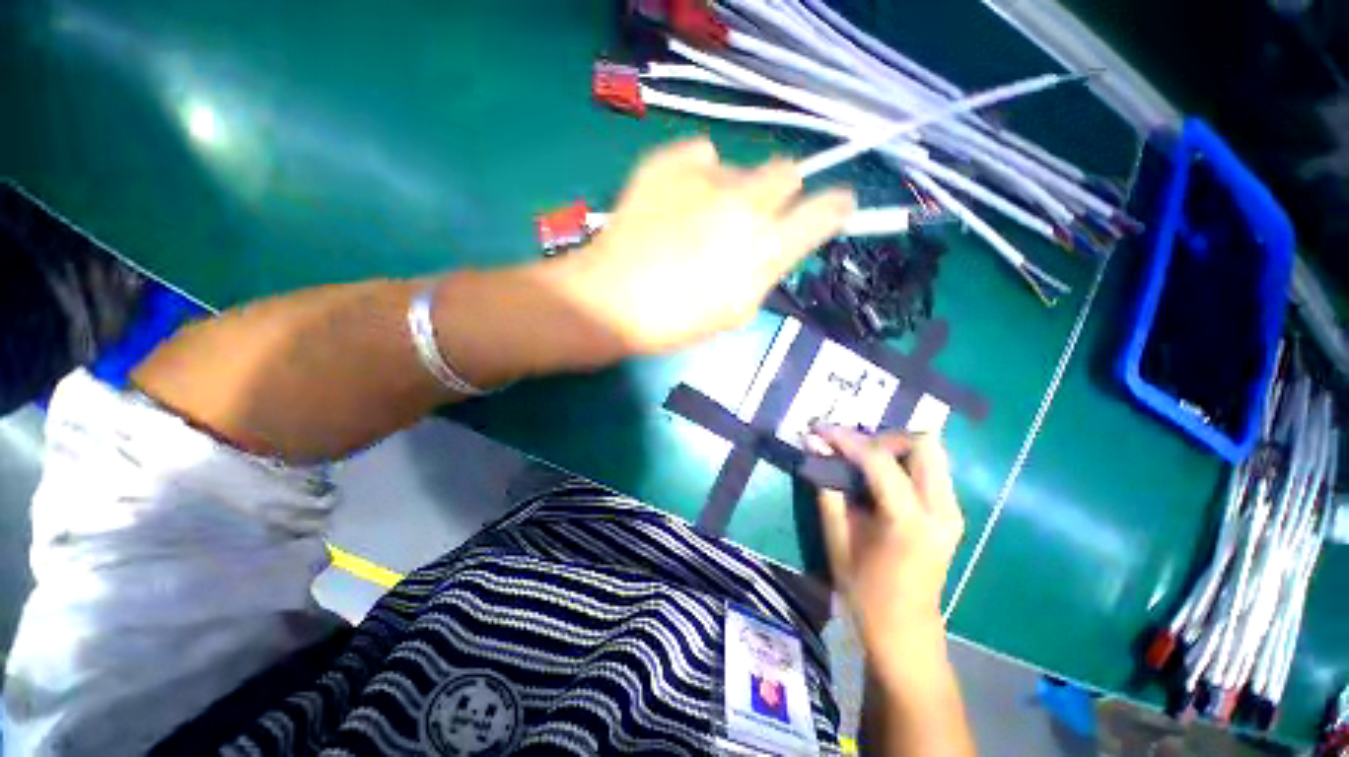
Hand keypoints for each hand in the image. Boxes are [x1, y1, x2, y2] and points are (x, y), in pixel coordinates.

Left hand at [548, 138, 853, 355]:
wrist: (612, 300)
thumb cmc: (676, 321)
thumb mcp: (736, 312)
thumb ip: (765, 272)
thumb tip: (773, 245)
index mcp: (766, 248)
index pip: (827, 209)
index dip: (835, 207)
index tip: (833, 209)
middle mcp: (747, 203)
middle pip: (788, 172)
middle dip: (779, 194)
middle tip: (750, 219)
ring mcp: (706, 176)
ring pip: (741, 168)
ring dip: (733, 190)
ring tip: (696, 218)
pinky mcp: (669, 161)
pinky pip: (702, 154)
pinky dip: (697, 174)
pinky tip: (677, 199)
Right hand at [812, 427, 964, 670]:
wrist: (904, 631)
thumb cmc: (864, 591)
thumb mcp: (837, 538)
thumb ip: (827, 487)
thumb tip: (813, 446)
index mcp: (910, 522)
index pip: (879, 460)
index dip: (846, 439)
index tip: (820, 431)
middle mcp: (941, 510)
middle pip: (923, 444)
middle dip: (881, 437)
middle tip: (850, 447)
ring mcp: (952, 511)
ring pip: (931, 452)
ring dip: (893, 446)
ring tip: (860, 457)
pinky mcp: (951, 513)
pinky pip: (930, 468)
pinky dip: (902, 459)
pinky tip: (877, 473)